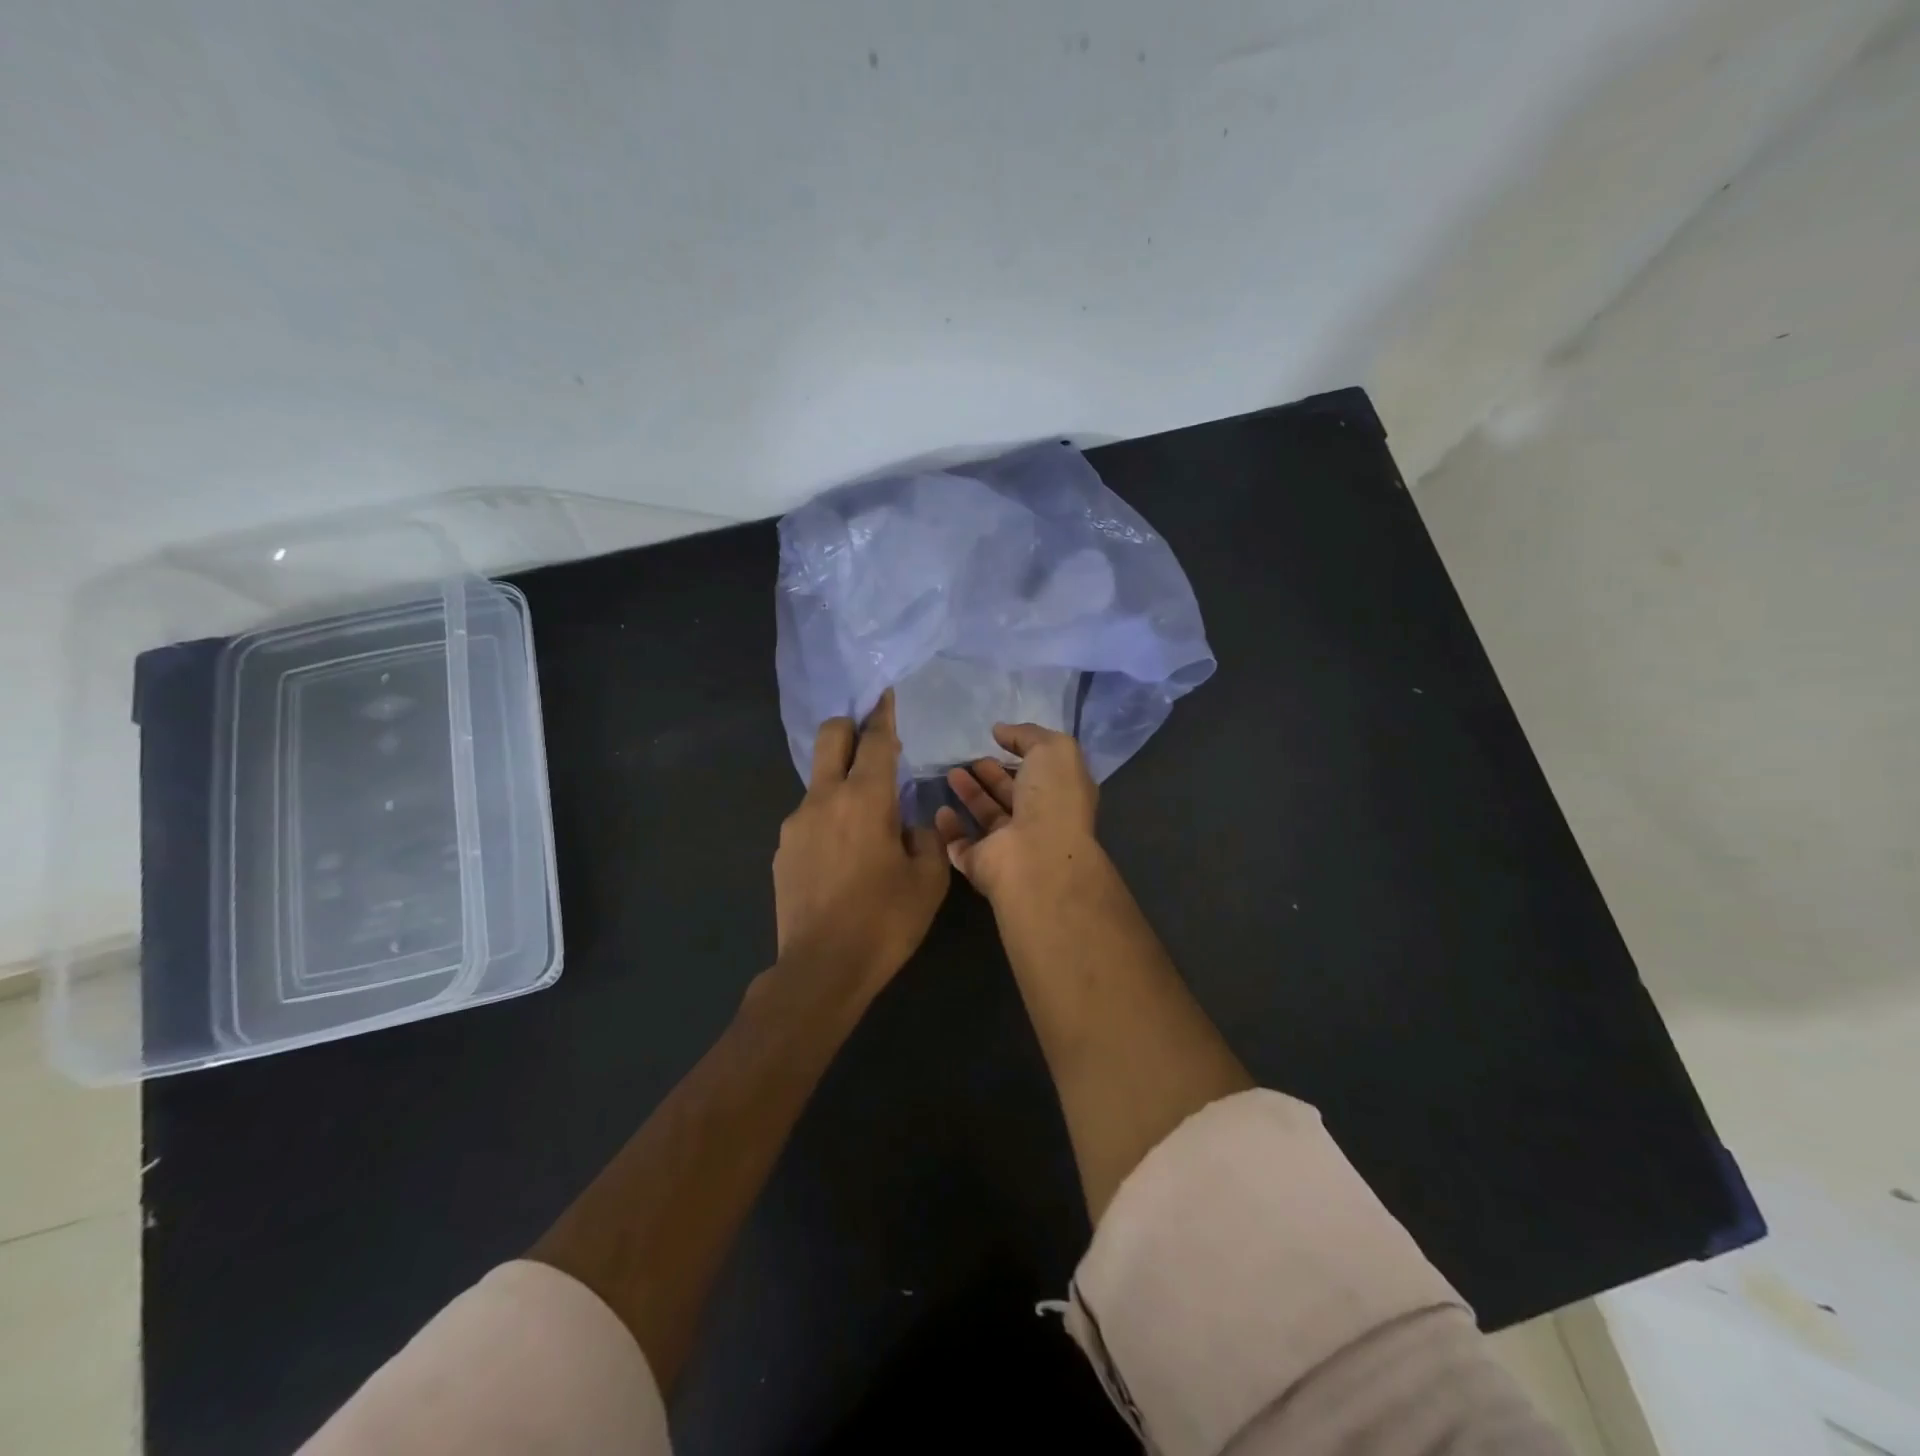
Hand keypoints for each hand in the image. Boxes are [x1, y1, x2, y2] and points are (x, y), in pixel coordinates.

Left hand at [773, 690, 950, 999]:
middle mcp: (824, 799)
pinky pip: (809, 818)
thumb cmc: (885, 921)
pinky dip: (828, 819)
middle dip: (849, 727)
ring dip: (840, 783)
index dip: (884, 714)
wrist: (821, 969)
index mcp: (865, 799)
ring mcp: (796, 823)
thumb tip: (910, 825)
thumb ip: (925, 838)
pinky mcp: (782, 850)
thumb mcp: (929, 880)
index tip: (886, 694)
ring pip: (819, 781)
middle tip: (869, 740)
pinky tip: (843, 857)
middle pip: (830, 737)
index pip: (876, 740)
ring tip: (865, 823)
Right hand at [934, 723, 1100, 906]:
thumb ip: (1028, 735)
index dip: (1020, 755)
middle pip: (1011, 795)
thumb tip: (1001, 730)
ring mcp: (1009, 846)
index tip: (996, 741)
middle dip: (991, 775)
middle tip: (968, 759)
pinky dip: (950, 830)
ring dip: (970, 796)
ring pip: (986, 818)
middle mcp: (1037, 822)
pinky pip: (961, 845)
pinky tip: (940, 810)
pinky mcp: (981, 865)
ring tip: (951, 774)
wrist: (1036, 858)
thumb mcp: (1053, 750)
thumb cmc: (1052, 799)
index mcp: (1060, 795)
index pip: (1039, 773)